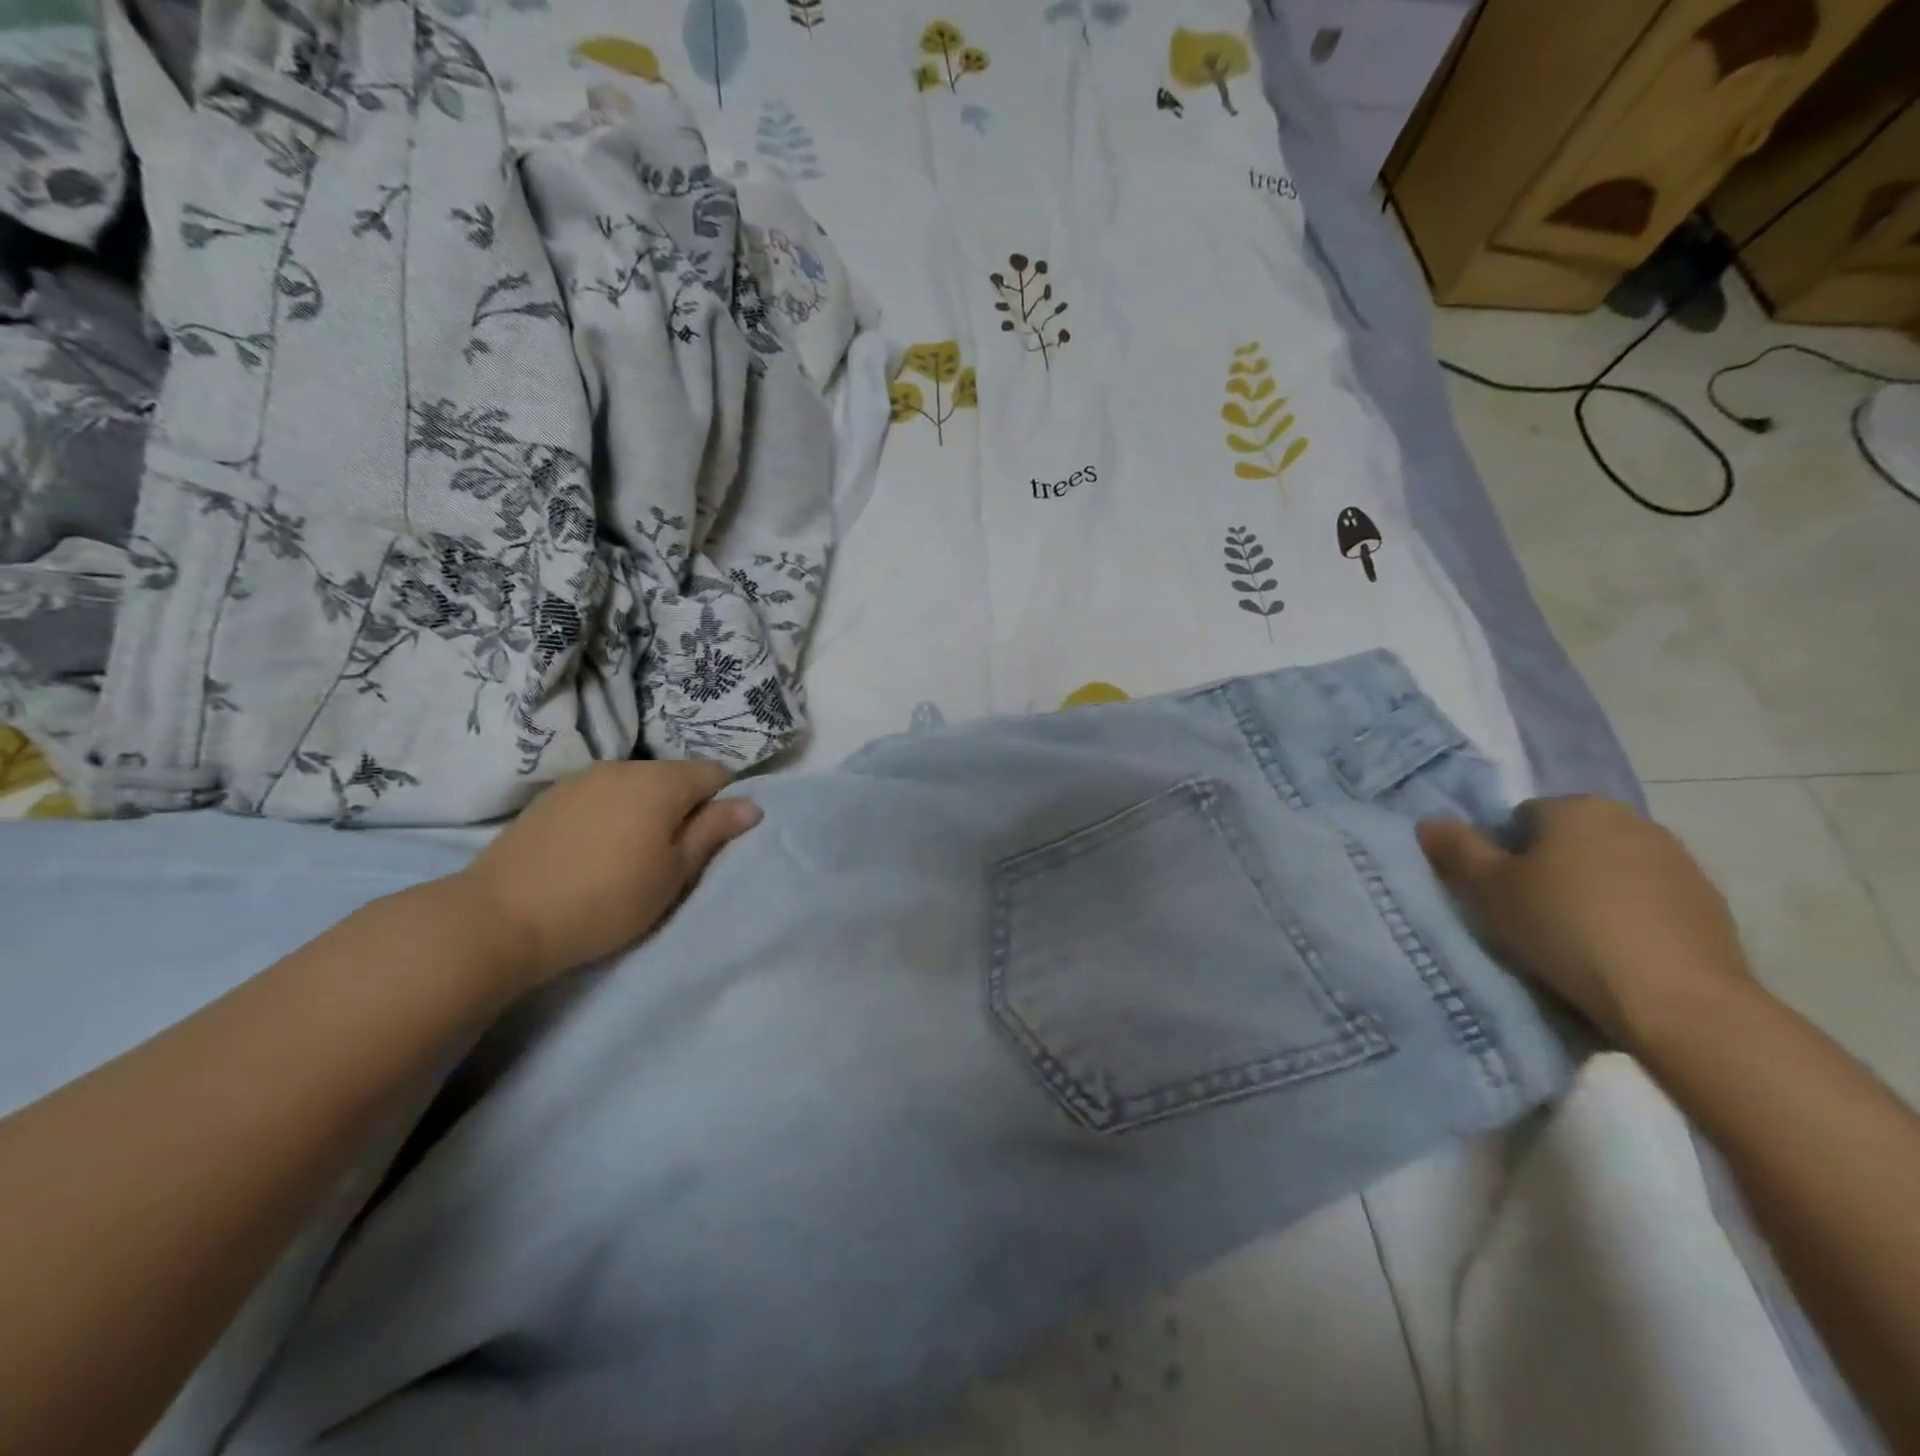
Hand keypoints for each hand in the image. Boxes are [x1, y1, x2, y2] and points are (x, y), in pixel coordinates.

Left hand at [456, 761, 760, 992]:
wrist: (501, 917)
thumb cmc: (606, 899)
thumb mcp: (673, 873)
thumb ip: (713, 832)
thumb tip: (751, 805)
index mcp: (661, 782)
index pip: (714, 773)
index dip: (724, 803)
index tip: (713, 842)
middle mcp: (624, 767)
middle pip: (674, 777)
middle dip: (685, 807)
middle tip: (676, 856)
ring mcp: (583, 779)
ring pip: (637, 785)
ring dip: (648, 811)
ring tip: (634, 855)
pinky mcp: (551, 797)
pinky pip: (603, 795)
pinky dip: (613, 814)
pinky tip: (596, 851)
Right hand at [1416, 796, 1752, 1045]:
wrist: (1677, 1000)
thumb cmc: (1566, 929)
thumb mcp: (1489, 889)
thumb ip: (1456, 849)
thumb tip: (1430, 821)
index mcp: (1577, 807)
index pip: (1519, 818)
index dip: (1501, 853)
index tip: (1498, 893)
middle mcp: (1632, 820)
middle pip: (1566, 841)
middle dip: (1546, 869)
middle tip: (1527, 915)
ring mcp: (1678, 862)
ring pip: (1608, 870)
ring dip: (1588, 893)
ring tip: (1571, 940)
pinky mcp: (1709, 905)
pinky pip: (1646, 900)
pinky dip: (1627, 917)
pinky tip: (1615, 953)